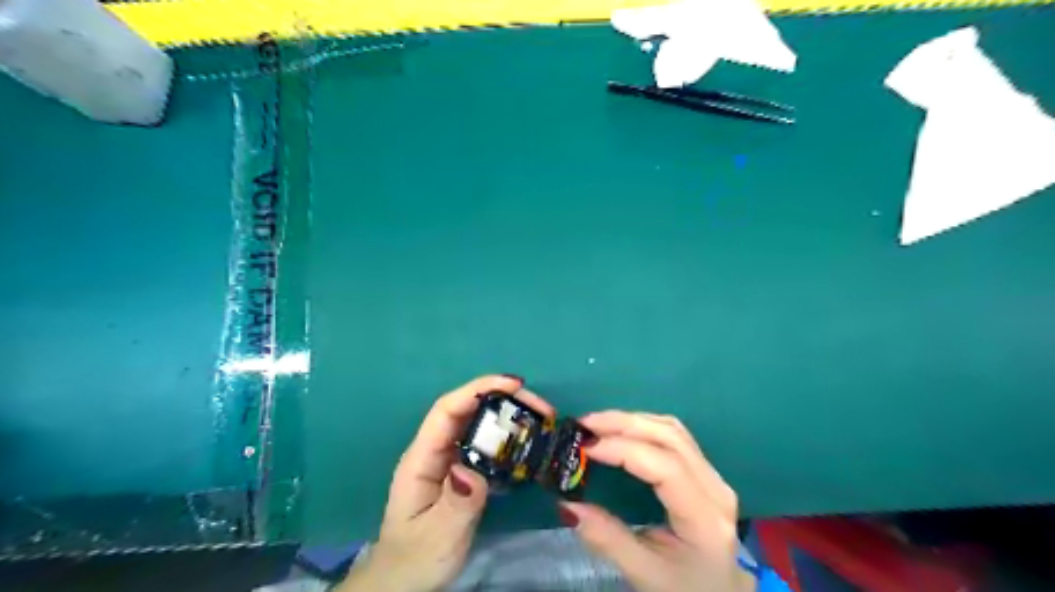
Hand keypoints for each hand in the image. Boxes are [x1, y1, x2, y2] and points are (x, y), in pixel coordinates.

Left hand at [338, 374, 555, 591]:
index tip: (514, 384)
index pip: (447, 410)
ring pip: (479, 427)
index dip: (478, 389)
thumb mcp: (438, 536)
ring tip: (543, 422)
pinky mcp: (463, 474)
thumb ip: (457, 504)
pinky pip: (487, 447)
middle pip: (468, 411)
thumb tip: (472, 469)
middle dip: (504, 401)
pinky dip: (509, 441)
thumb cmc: (415, 559)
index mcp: (422, 459)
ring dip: (510, 419)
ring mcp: (449, 461)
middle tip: (543, 408)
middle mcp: (435, 452)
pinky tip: (530, 446)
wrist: (404, 581)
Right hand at [556, 413, 753, 591]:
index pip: (665, 466)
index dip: (623, 449)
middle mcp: (715, 487)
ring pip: (672, 429)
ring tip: (597, 424)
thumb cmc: (686, 590)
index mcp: (704, 517)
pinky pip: (674, 435)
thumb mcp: (646, 574)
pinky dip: (643, 426)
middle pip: (670, 437)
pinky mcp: (705, 471)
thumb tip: (569, 506)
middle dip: (623, 423)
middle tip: (584, 425)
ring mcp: (713, 475)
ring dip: (632, 420)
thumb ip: (608, 540)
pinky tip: (621, 430)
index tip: (586, 447)